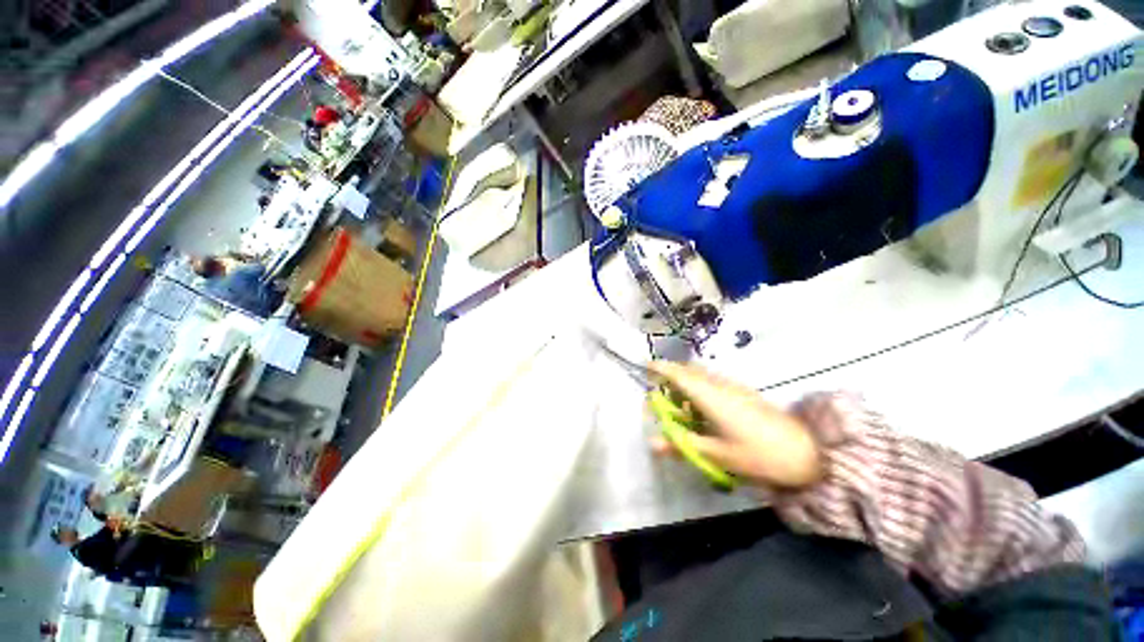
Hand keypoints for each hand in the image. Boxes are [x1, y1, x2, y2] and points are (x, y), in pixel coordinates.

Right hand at [647, 361, 821, 488]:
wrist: (808, 453)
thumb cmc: (758, 454)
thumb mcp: (716, 455)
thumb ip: (682, 445)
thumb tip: (652, 442)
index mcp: (711, 396)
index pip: (679, 374)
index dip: (661, 368)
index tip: (645, 366)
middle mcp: (720, 385)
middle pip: (689, 371)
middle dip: (670, 375)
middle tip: (658, 391)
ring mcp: (734, 386)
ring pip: (702, 376)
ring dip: (685, 382)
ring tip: (678, 404)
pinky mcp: (743, 392)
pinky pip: (713, 382)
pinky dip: (699, 388)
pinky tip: (702, 409)